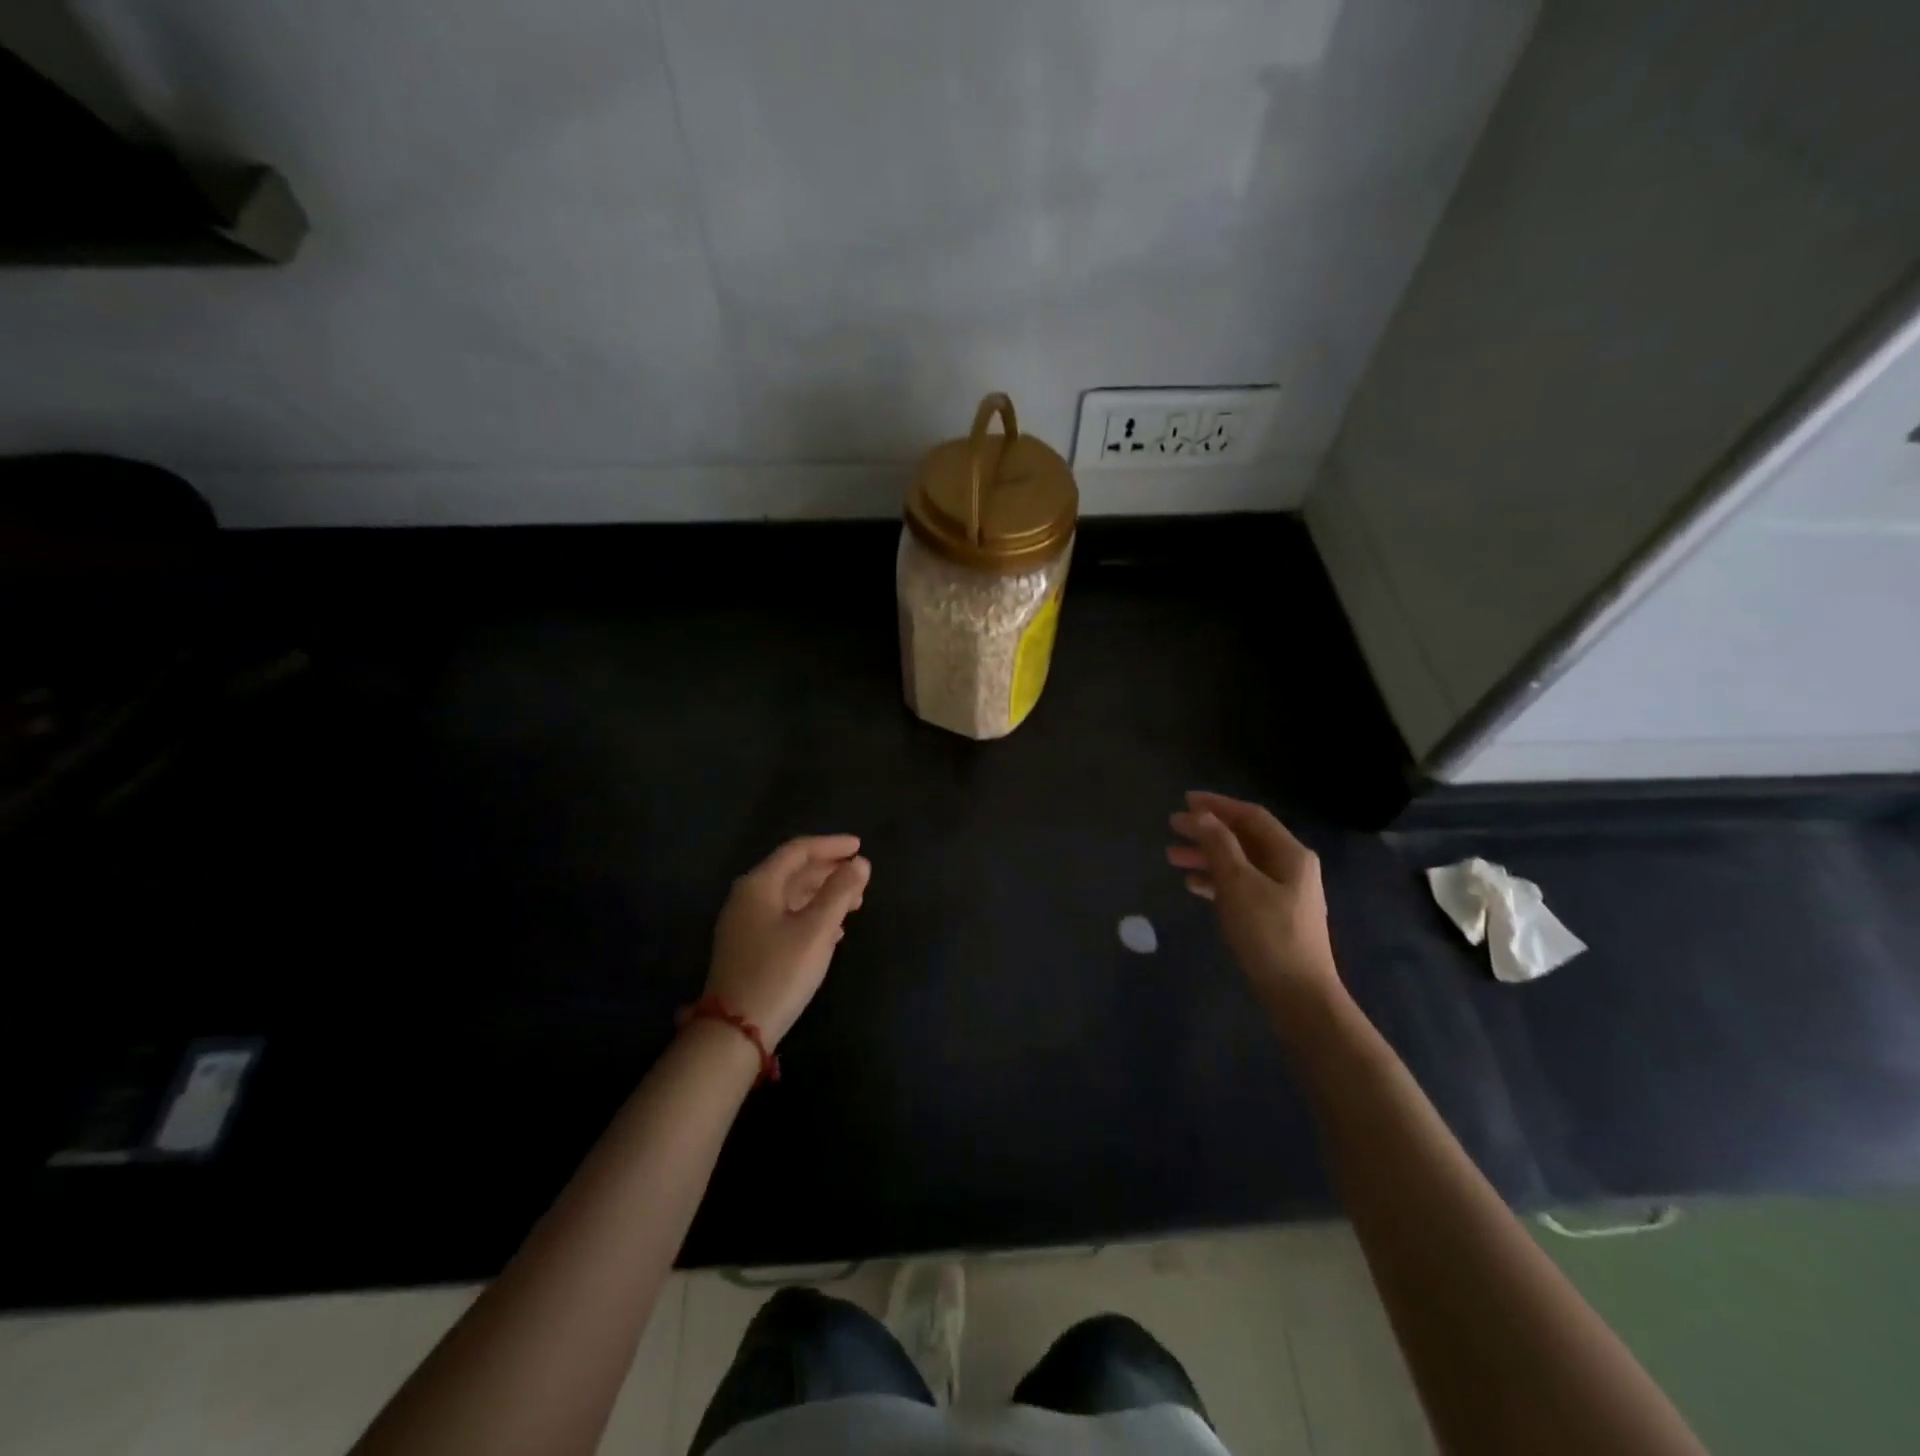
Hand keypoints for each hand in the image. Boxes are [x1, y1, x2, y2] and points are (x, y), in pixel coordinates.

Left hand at [704, 836, 870, 1046]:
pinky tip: (833, 930)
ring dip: (823, 895)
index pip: (798, 851)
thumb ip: (840, 892)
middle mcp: (747, 897)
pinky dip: (811, 915)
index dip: (831, 845)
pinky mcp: (748, 947)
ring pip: (790, 896)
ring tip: (855, 903)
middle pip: (793, 872)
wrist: (735, 1031)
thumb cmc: (779, 972)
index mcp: (759, 885)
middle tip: (861, 877)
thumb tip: (860, 863)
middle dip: (829, 871)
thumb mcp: (816, 929)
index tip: (860, 847)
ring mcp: (744, 924)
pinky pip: (785, 917)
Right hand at [1167, 791, 1339, 1011]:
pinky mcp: (1274, 917)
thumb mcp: (1238, 884)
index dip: (1217, 805)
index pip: (1250, 816)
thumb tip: (1200, 815)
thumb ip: (1219, 845)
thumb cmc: (1269, 934)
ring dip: (1207, 856)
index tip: (1184, 802)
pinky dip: (1216, 880)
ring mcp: (1284, 893)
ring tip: (1172, 858)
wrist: (1299, 995)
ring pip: (1239, 863)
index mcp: (1290, 854)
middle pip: (1244, 838)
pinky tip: (1193, 886)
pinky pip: (1241, 886)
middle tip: (1172, 829)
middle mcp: (1291, 868)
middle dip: (1207, 832)